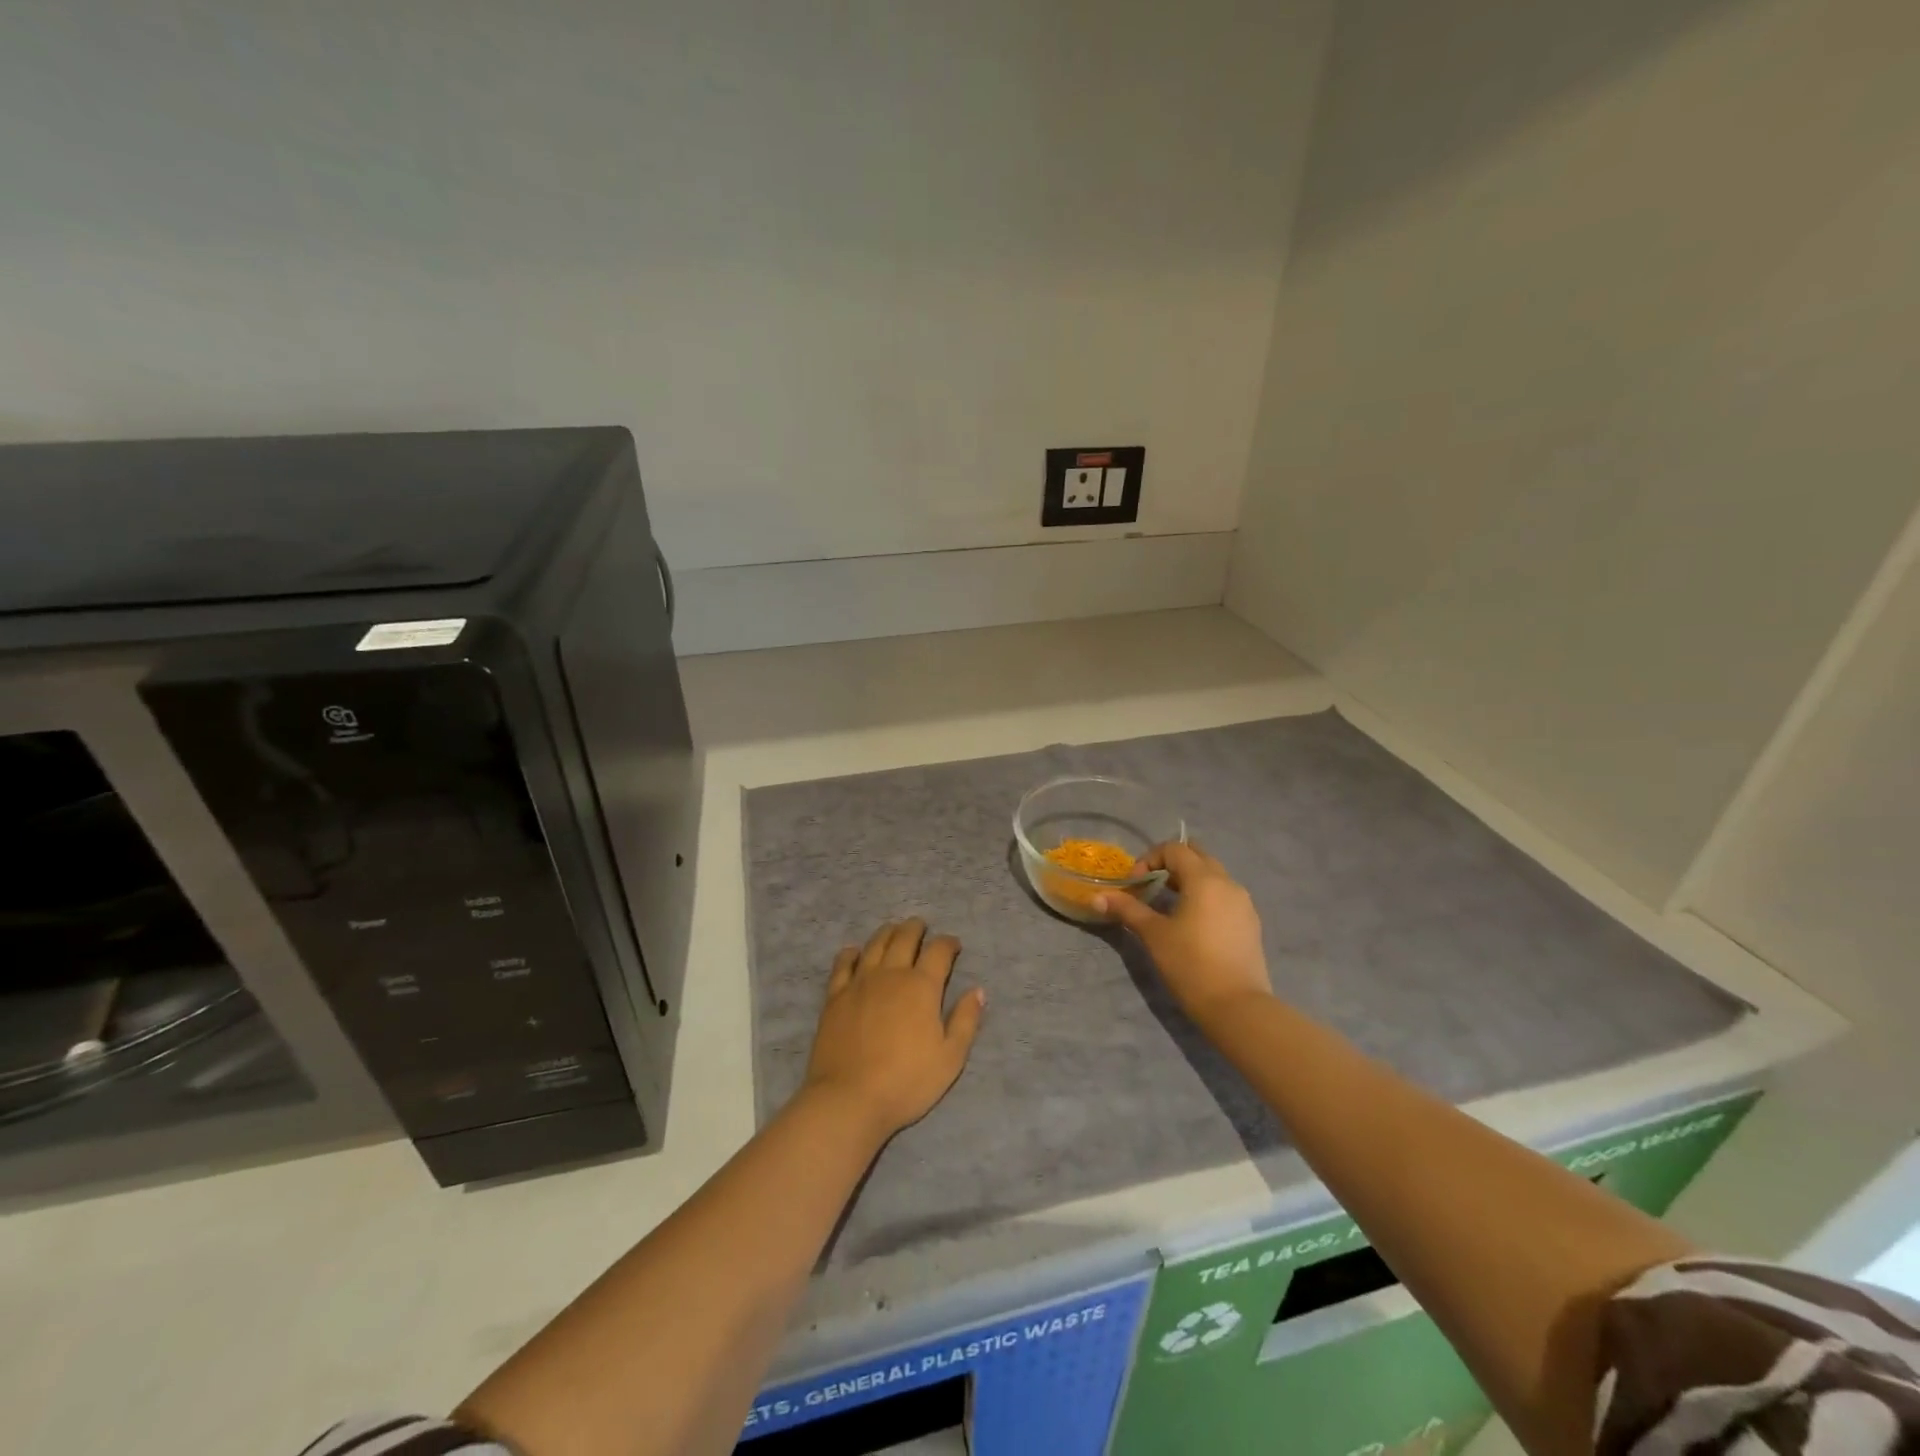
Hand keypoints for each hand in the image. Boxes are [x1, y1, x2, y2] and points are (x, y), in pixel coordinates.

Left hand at [802, 918, 986, 1141]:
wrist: (849, 1098)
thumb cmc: (906, 1082)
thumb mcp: (950, 1058)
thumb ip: (966, 1020)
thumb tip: (977, 990)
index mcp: (922, 986)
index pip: (939, 951)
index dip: (948, 943)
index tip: (953, 946)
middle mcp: (891, 974)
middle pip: (905, 938)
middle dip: (916, 928)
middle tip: (922, 927)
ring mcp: (860, 982)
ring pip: (875, 944)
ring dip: (888, 932)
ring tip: (894, 931)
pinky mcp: (835, 996)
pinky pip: (843, 964)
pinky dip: (851, 953)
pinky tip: (855, 952)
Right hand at [1095, 842, 1272, 1026]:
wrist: (1237, 1007)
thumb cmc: (1191, 965)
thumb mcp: (1153, 935)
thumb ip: (1127, 909)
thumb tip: (1096, 897)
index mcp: (1205, 879)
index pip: (1174, 849)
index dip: (1149, 859)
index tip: (1135, 885)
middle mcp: (1228, 883)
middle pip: (1197, 856)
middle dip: (1171, 865)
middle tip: (1152, 888)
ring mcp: (1244, 903)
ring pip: (1213, 876)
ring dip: (1189, 881)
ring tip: (1169, 906)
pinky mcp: (1251, 923)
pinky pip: (1225, 895)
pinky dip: (1205, 897)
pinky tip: (1193, 925)